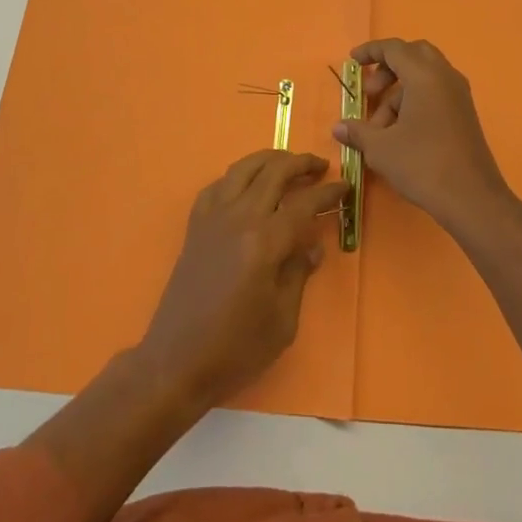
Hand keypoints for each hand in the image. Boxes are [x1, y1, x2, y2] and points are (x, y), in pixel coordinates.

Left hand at [137, 150, 345, 411]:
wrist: (175, 362)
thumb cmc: (235, 349)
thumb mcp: (282, 320)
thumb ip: (299, 274)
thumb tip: (313, 247)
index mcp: (264, 242)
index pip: (304, 203)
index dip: (328, 192)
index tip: (346, 187)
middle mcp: (238, 218)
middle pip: (274, 172)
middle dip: (301, 163)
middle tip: (321, 167)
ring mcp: (212, 218)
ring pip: (243, 168)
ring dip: (269, 160)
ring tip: (288, 164)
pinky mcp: (194, 226)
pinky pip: (218, 186)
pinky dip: (238, 177)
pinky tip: (247, 186)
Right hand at [334, 38, 517, 240]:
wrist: (471, 198)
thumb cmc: (422, 164)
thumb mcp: (381, 148)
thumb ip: (358, 131)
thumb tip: (339, 127)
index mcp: (425, 75)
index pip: (394, 48)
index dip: (370, 51)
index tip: (352, 61)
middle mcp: (445, 77)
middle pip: (414, 55)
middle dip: (388, 68)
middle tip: (370, 92)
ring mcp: (459, 95)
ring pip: (424, 77)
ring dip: (398, 93)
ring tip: (380, 128)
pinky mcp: (465, 114)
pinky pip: (436, 93)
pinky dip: (415, 102)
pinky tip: (401, 134)